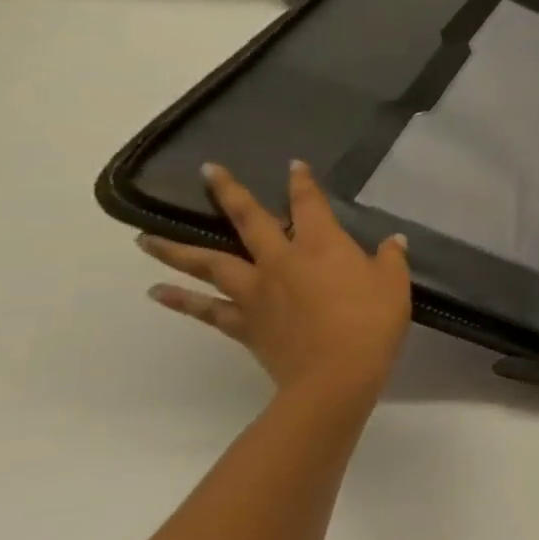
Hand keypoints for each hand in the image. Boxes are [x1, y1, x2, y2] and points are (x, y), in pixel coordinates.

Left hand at [139, 161, 411, 412]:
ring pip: (210, 263)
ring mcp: (256, 292)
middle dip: (229, 194)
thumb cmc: (372, 322)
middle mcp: (281, 260)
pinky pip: (206, 309)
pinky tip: (157, 292)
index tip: (293, 165)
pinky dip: (180, 301)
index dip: (302, 183)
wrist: (336, 374)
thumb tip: (392, 241)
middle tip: (208, 171)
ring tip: (144, 238)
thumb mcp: (394, 285)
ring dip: (176, 249)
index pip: (309, 204)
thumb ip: (390, 259)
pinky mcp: (244, 323)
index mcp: (321, 245)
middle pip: (248, 221)